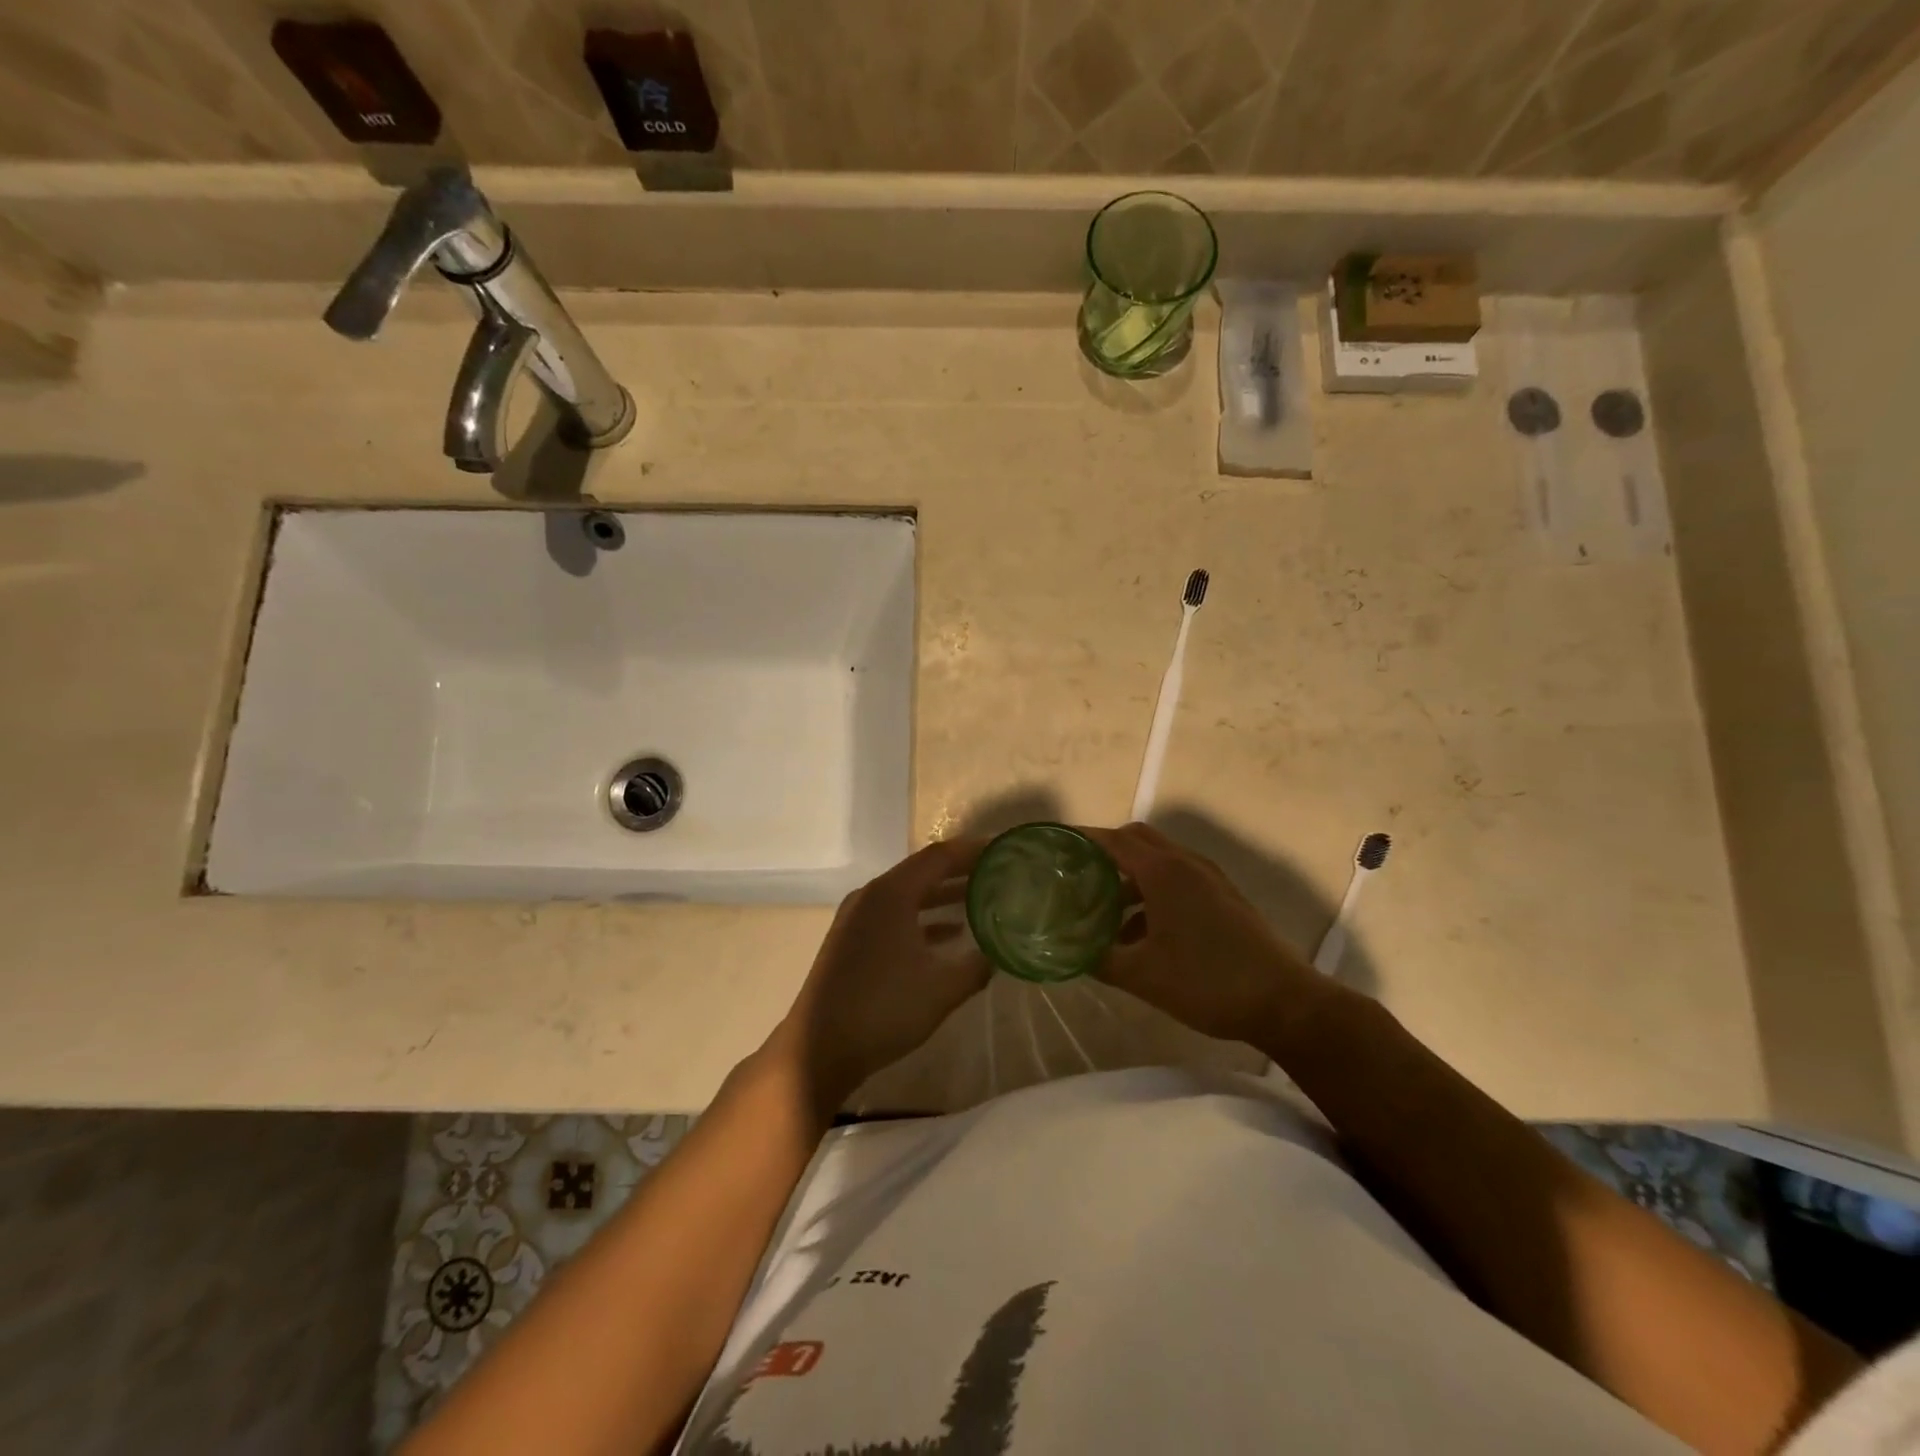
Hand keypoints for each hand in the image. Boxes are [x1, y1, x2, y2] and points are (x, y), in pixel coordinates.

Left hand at [768, 836, 988, 1108]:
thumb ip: (976, 965)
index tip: (1001, 852)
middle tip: (996, 874)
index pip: (938, 857)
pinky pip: (893, 916)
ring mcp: (856, 918)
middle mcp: (871, 896)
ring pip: (907, 895)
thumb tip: (1000, 952)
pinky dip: (921, 919)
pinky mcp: (850, 941)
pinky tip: (948, 936)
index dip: (972, 852)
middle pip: (921, 872)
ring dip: (941, 897)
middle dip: (959, 872)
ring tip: (979, 902)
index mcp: (891, 894)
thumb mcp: (942, 989)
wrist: (817, 1049)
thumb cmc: (883, 1008)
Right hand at [1083, 822, 1325, 1045]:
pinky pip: (1178, 880)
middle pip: (1137, 840)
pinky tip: (1141, 935)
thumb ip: (1099, 959)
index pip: (1113, 840)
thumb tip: (1068, 951)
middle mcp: (1186, 864)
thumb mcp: (1142, 976)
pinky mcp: (1224, 898)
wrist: (1284, 1002)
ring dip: (1130, 877)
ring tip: (1104, 912)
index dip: (1082, 839)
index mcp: (1164, 872)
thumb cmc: (1207, 981)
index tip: (1055, 846)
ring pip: (1159, 862)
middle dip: (1106, 852)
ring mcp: (1210, 879)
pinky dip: (1153, 893)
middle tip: (1078, 875)